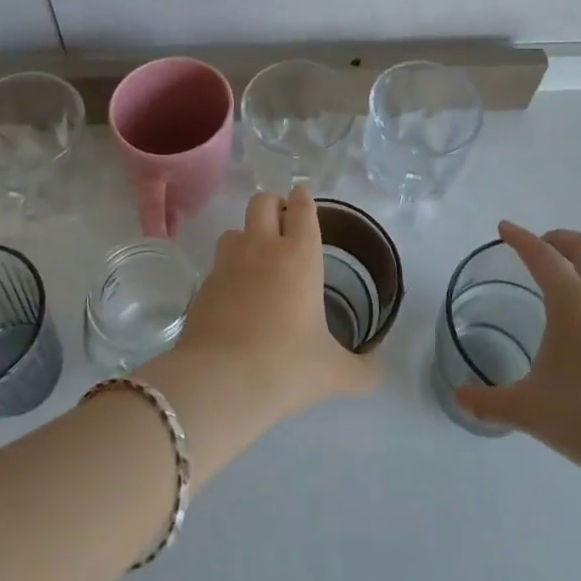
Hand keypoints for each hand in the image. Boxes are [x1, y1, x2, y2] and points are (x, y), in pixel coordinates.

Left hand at [170, 187, 379, 425]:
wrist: (220, 383)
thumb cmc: (286, 367)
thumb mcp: (333, 372)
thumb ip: (361, 370)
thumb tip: (376, 373)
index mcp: (299, 256)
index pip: (302, 208)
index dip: (304, 199)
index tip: (303, 198)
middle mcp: (262, 249)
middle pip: (262, 202)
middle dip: (273, 205)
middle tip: (283, 225)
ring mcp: (227, 264)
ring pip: (235, 230)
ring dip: (247, 236)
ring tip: (257, 260)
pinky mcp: (203, 286)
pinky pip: (218, 265)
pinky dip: (228, 272)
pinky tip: (236, 298)